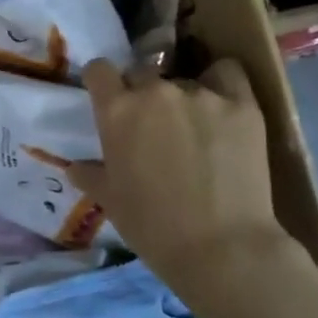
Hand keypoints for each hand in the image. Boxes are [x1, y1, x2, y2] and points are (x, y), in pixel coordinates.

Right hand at [70, 59, 290, 293]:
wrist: (222, 248)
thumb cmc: (153, 227)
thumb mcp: (111, 202)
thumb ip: (91, 175)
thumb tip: (75, 167)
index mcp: (117, 111)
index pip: (99, 70)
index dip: (102, 82)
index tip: (108, 98)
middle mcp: (155, 91)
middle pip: (142, 73)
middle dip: (142, 92)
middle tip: (152, 125)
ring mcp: (201, 93)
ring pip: (184, 80)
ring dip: (182, 98)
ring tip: (195, 129)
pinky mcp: (242, 104)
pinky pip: (228, 73)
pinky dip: (222, 83)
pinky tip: (223, 106)